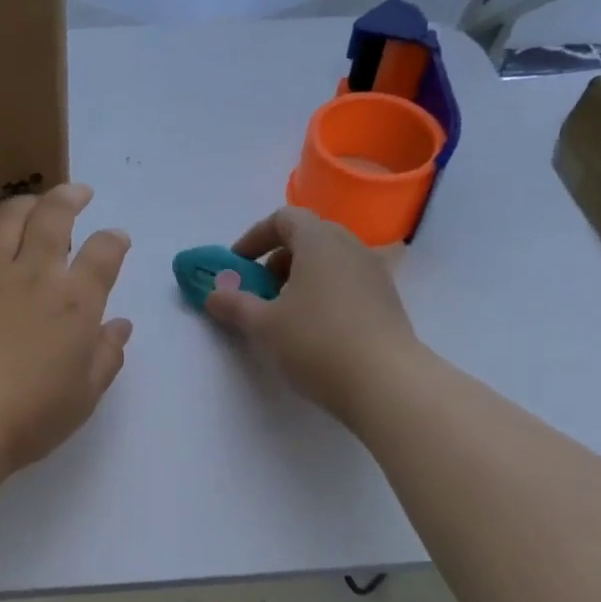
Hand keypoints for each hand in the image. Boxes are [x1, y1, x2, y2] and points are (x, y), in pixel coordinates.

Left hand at [0, 183, 132, 483]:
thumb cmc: (29, 418)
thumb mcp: (83, 396)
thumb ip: (106, 356)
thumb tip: (119, 326)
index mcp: (74, 302)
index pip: (104, 252)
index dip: (115, 240)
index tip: (117, 240)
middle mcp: (33, 275)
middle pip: (54, 215)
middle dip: (71, 196)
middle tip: (78, 194)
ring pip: (7, 218)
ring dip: (27, 204)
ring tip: (34, 206)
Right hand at [202, 206, 421, 421]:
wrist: (385, 382)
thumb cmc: (316, 342)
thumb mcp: (263, 324)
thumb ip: (234, 304)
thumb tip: (213, 294)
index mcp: (320, 241)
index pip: (284, 219)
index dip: (254, 237)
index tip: (237, 265)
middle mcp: (351, 247)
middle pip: (309, 237)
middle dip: (278, 259)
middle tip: (260, 290)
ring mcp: (374, 273)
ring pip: (330, 261)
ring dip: (301, 278)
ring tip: (285, 314)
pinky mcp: (387, 301)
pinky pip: (347, 282)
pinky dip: (324, 293)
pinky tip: (315, 330)